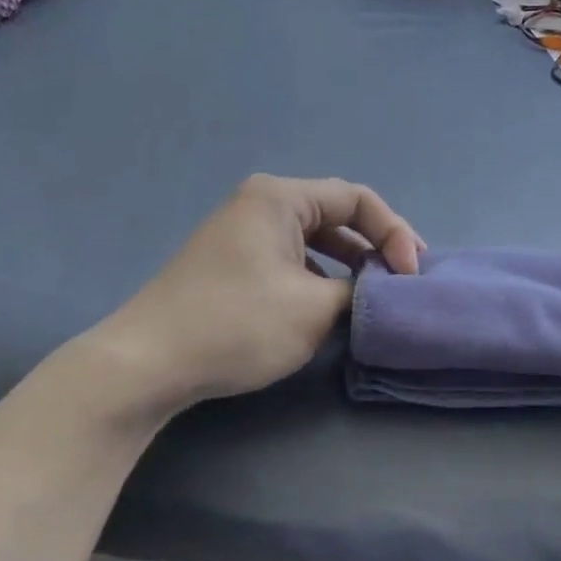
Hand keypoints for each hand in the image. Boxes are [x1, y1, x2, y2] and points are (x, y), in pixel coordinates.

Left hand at [90, 175, 422, 413]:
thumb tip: (377, 293)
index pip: (357, 199)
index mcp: (280, 198)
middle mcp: (260, 204)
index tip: (411, 275)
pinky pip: (290, 259)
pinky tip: (330, 305)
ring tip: (374, 294)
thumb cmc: (237, 324)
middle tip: (404, 281)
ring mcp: (241, 233)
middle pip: (336, 215)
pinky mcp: (232, 264)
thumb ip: (359, 292)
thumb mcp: (314, 309)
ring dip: (348, 264)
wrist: (149, 362)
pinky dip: (319, 277)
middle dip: (374, 247)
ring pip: (314, 240)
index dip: (394, 233)